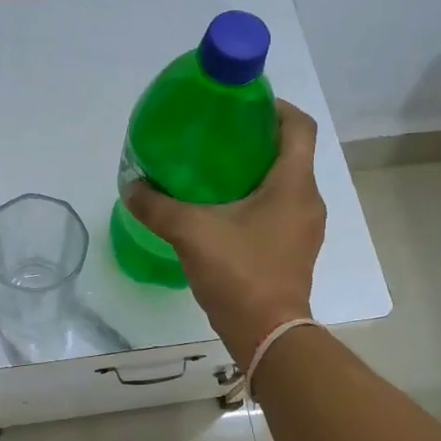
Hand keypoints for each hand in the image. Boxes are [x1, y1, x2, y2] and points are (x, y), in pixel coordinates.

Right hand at [124, 100, 324, 365]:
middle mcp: (308, 200)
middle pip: (291, 153)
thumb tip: (132, 186)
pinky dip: (257, 200)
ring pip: (285, 184)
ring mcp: (305, 228)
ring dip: (257, 172)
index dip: (275, 107)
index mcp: (293, 184)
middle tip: (217, 137)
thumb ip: (157, 206)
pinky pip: (280, 210)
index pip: (299, 127)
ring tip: (215, 172)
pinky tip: (223, 212)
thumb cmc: (239, 273)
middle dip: (257, 140)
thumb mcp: (191, 232)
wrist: (268, 335)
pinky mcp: (296, 250)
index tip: (242, 105)